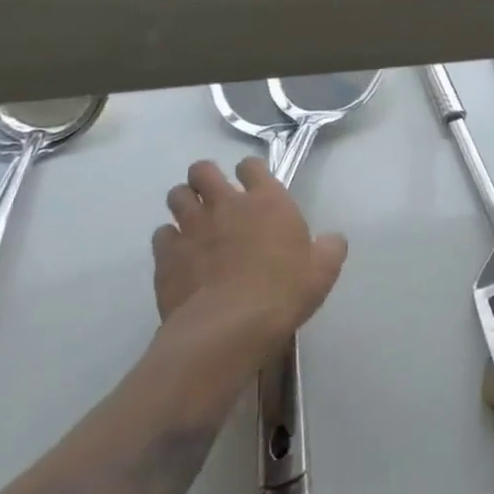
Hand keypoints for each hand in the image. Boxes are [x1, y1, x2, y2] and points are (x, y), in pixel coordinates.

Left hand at [154, 158, 347, 375]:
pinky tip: (179, 255)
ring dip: (183, 203)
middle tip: (213, 197)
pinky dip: (168, 240)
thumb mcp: (323, 271)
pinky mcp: (166, 256)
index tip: (252, 185)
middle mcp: (226, 205)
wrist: (229, 328)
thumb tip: (332, 240)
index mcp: (267, 201)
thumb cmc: (283, 292)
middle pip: (203, 171)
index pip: (251, 166)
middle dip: (204, 177)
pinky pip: (161, 235)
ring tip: (192, 220)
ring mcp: (192, 228)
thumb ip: (329, 248)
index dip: (250, 172)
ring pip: (176, 196)